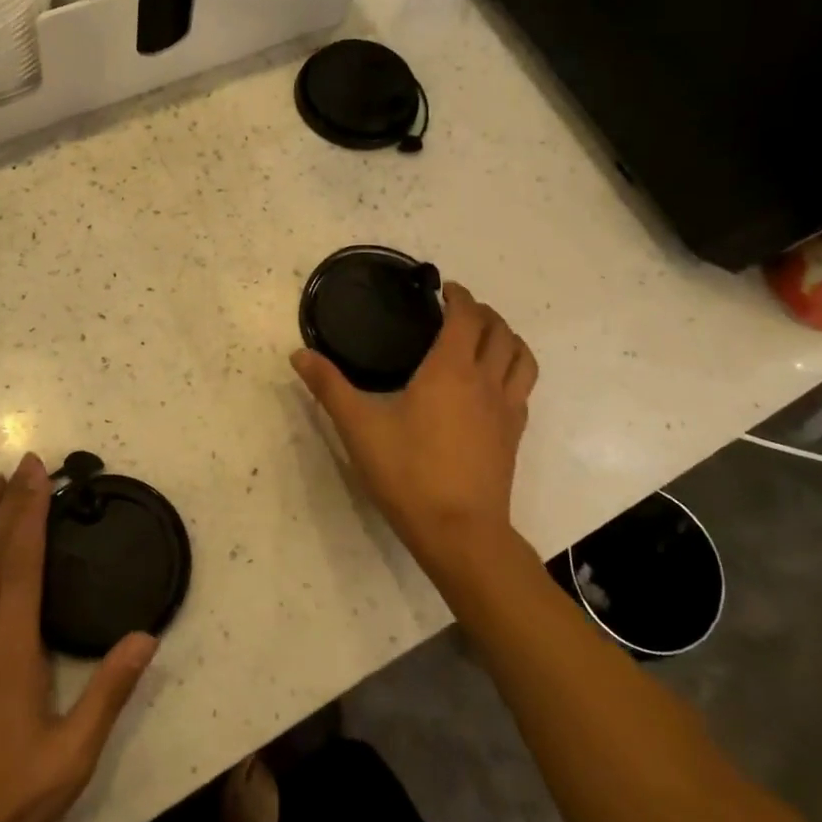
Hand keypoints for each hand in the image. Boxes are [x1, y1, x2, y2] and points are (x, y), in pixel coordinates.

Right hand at [291, 281, 537, 573]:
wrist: (460, 532)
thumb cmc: (408, 473)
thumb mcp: (359, 428)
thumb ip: (329, 387)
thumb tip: (298, 354)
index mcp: (451, 370)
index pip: (467, 317)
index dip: (459, 296)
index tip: (444, 289)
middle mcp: (486, 381)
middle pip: (499, 331)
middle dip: (482, 312)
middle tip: (458, 310)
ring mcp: (506, 409)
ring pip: (521, 357)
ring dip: (506, 337)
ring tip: (484, 336)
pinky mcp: (514, 434)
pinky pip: (523, 387)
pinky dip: (513, 369)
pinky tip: (492, 383)